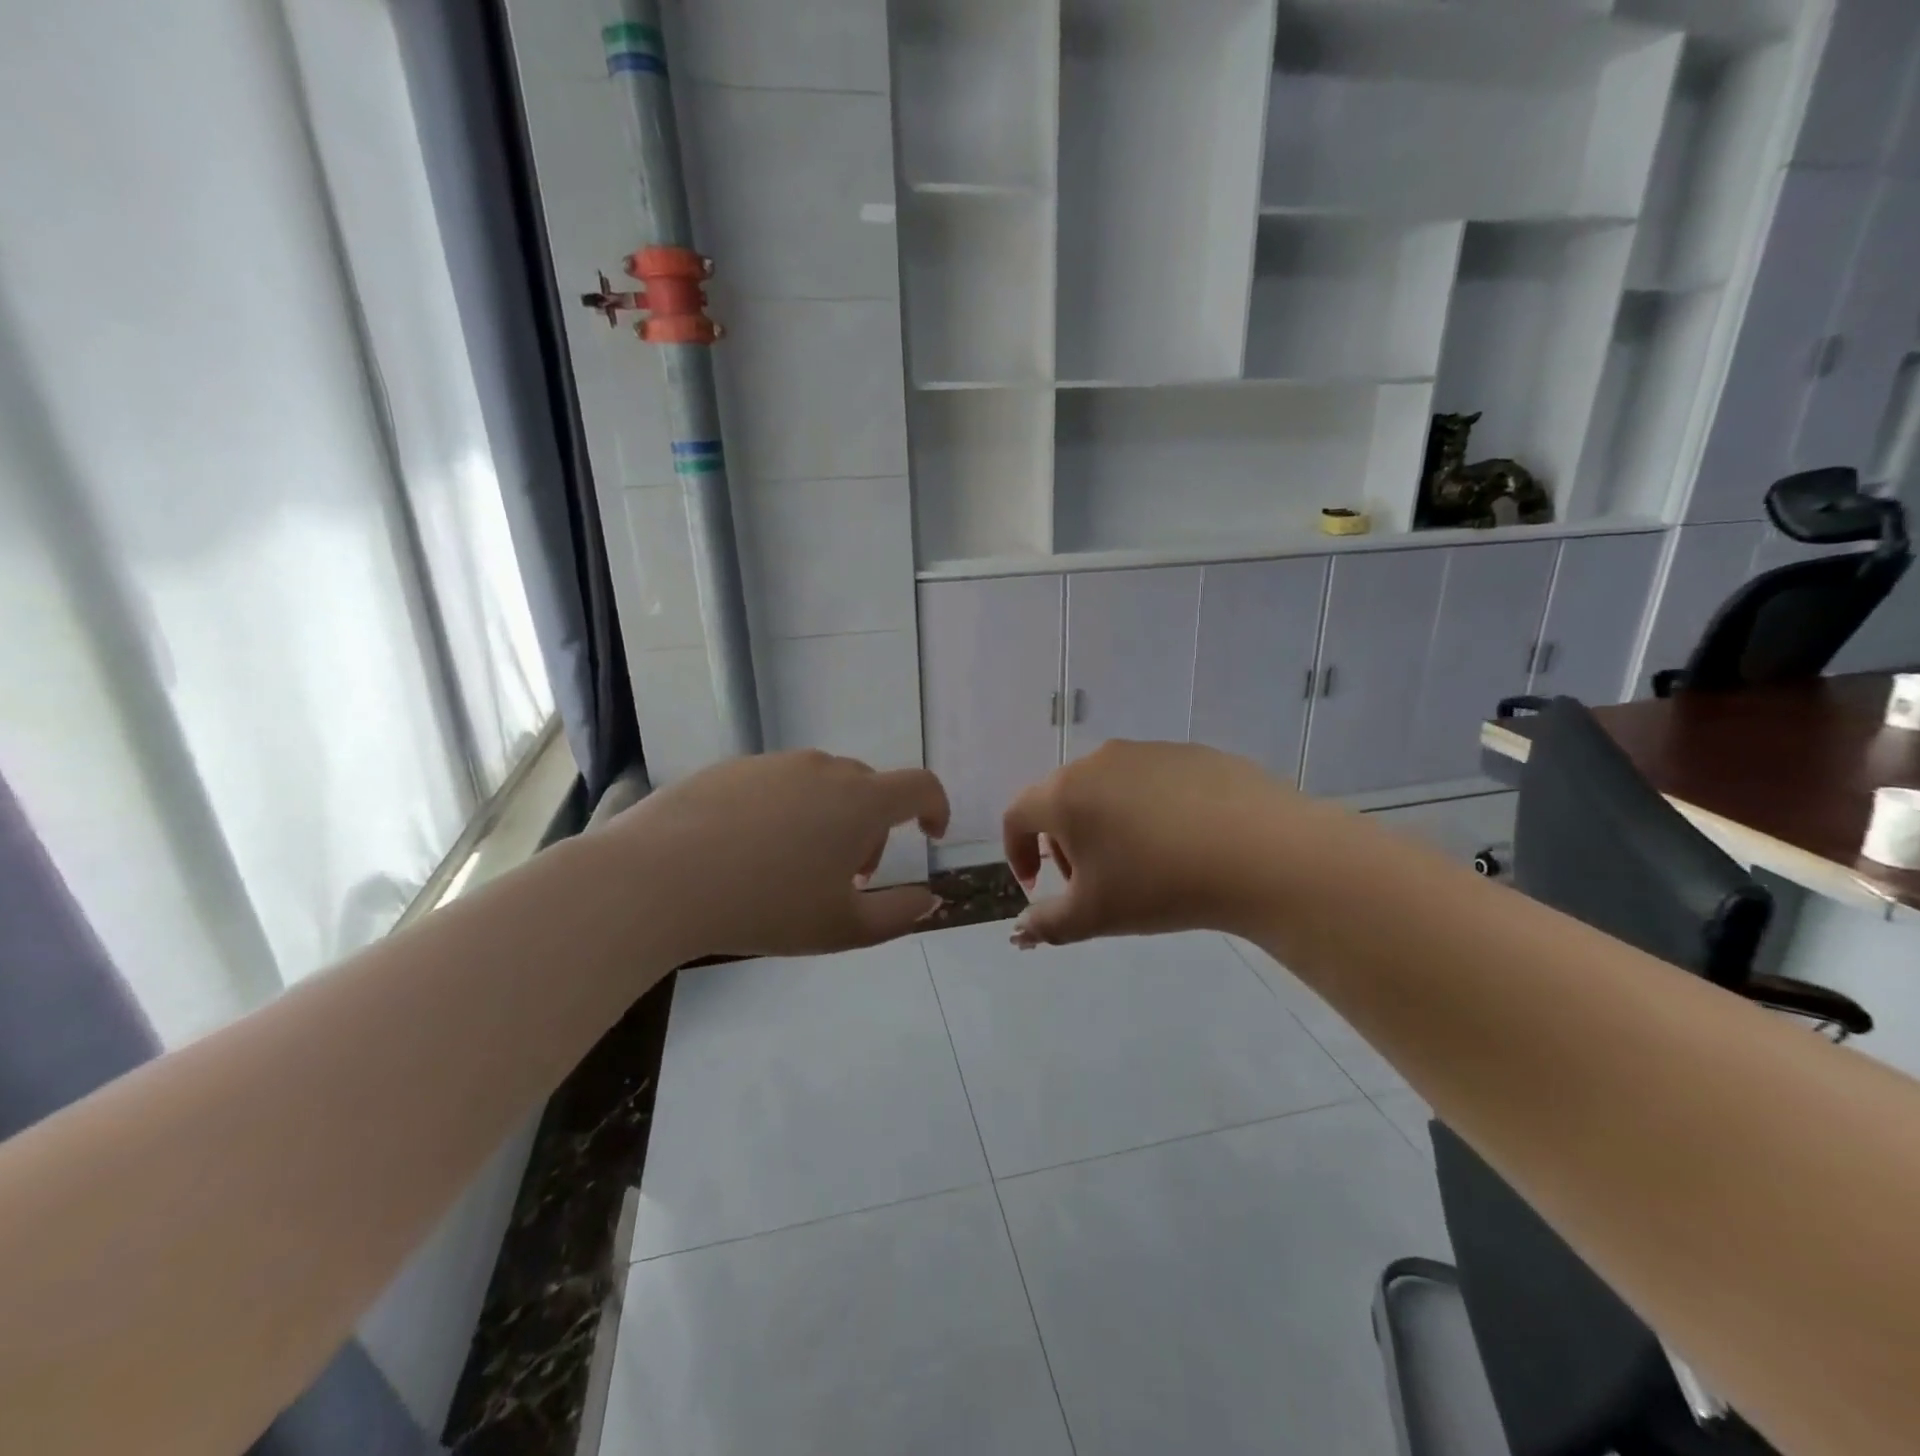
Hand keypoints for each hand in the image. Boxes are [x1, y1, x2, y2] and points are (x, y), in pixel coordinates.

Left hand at [605, 750, 949, 961]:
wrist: (659, 879)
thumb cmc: (765, 906)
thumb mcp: (842, 928)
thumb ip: (899, 915)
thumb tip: (930, 899)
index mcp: (860, 800)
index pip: (920, 785)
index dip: (936, 807)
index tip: (929, 836)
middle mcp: (823, 768)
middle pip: (869, 789)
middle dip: (872, 831)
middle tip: (847, 878)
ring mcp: (774, 763)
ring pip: (822, 786)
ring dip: (828, 820)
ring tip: (793, 868)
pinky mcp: (731, 767)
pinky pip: (777, 785)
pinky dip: (784, 812)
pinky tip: (747, 853)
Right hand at [1003, 740, 1305, 946]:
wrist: (1262, 853)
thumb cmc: (1161, 884)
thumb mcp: (1095, 916)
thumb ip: (1047, 924)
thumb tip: (1021, 930)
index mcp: (1065, 793)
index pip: (1017, 815)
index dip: (1016, 852)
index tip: (1037, 885)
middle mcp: (1098, 761)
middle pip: (1061, 799)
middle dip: (1063, 842)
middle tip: (1090, 880)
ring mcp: (1147, 751)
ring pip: (1106, 787)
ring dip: (1105, 823)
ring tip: (1141, 862)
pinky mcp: (1190, 753)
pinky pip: (1150, 781)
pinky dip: (1148, 809)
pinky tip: (1181, 841)